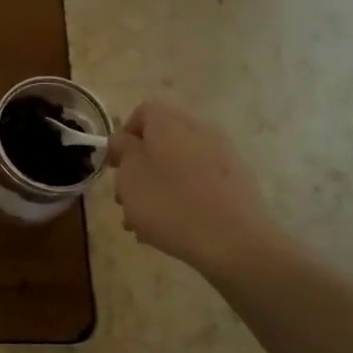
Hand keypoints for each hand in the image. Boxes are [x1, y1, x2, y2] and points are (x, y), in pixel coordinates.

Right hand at [106, 100, 288, 285]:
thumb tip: (124, 139)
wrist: (233, 240)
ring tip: (144, 223)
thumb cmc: (169, 203)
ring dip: (157, 187)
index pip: (143, 112)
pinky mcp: (237, 181)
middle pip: (160, 141)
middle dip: (139, 169)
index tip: (115, 166)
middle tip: (126, 200)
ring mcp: (222, 155)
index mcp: (169, 122)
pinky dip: (183, 198)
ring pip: (178, 165)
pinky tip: (172, 228)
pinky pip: (199, 182)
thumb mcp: (129, 175)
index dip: (124, 137)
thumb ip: (122, 150)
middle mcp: (199, 130)